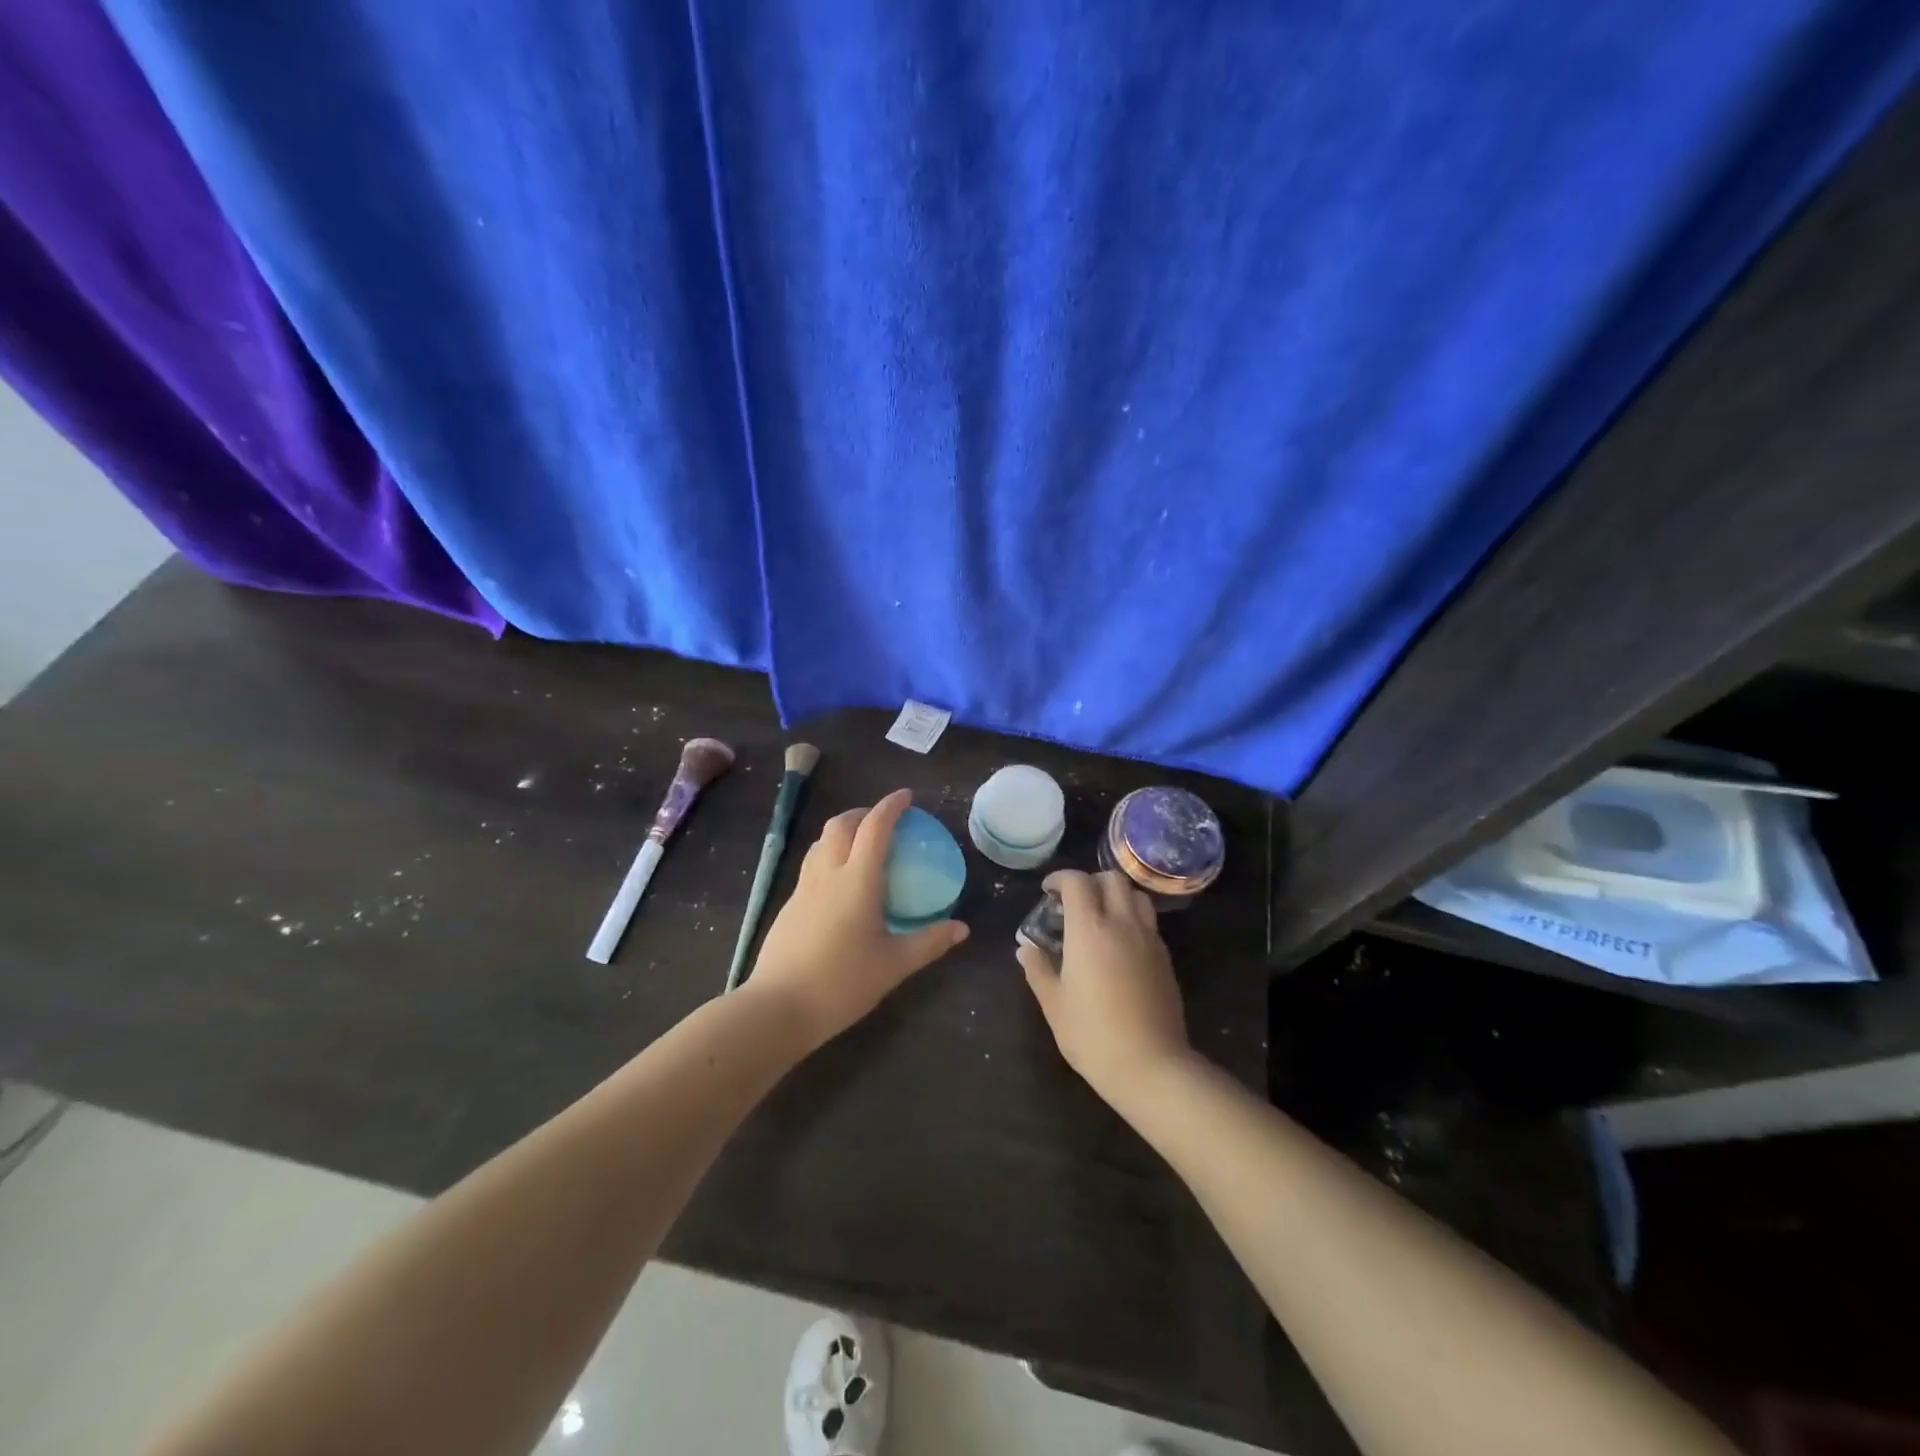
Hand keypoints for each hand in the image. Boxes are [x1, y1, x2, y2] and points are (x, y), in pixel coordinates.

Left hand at [747, 789, 968, 1047]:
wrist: (779, 1007)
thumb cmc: (842, 983)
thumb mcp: (894, 965)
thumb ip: (929, 942)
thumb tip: (962, 928)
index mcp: (857, 880)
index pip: (875, 828)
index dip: (891, 806)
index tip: (906, 797)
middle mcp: (828, 874)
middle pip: (841, 824)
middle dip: (863, 813)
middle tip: (883, 820)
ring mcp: (803, 889)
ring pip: (821, 842)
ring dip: (842, 831)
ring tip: (861, 845)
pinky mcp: (790, 906)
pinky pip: (812, 865)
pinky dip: (829, 855)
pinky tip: (839, 883)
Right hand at [1016, 870, 1190, 1101]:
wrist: (1150, 1065)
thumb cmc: (1092, 1034)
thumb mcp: (1054, 1003)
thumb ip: (1038, 968)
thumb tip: (1025, 948)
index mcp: (1090, 929)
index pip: (1077, 882)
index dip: (1059, 878)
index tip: (1047, 891)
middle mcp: (1122, 924)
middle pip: (1111, 878)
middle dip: (1089, 881)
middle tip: (1073, 902)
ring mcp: (1148, 939)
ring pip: (1135, 895)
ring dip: (1115, 895)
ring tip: (1099, 916)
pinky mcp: (1164, 957)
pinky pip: (1148, 921)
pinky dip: (1131, 917)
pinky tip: (1119, 944)